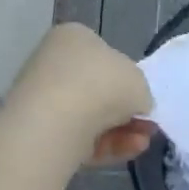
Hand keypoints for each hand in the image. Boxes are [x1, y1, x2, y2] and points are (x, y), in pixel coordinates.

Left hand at [8, 24, 155, 165]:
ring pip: (91, 117)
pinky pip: (80, 138)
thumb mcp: (139, 80)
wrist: (56, 123)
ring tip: (144, 141)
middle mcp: (53, 64)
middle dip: (126, 110)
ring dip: (122, 130)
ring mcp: (43, 100)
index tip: (142, 96)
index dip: (126, 76)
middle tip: (148, 125)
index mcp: (73, 38)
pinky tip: (130, 151)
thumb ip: (140, 90)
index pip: (102, 54)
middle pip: (97, 89)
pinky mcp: (40, 133)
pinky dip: (106, 145)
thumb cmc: (101, 84)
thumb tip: (135, 104)